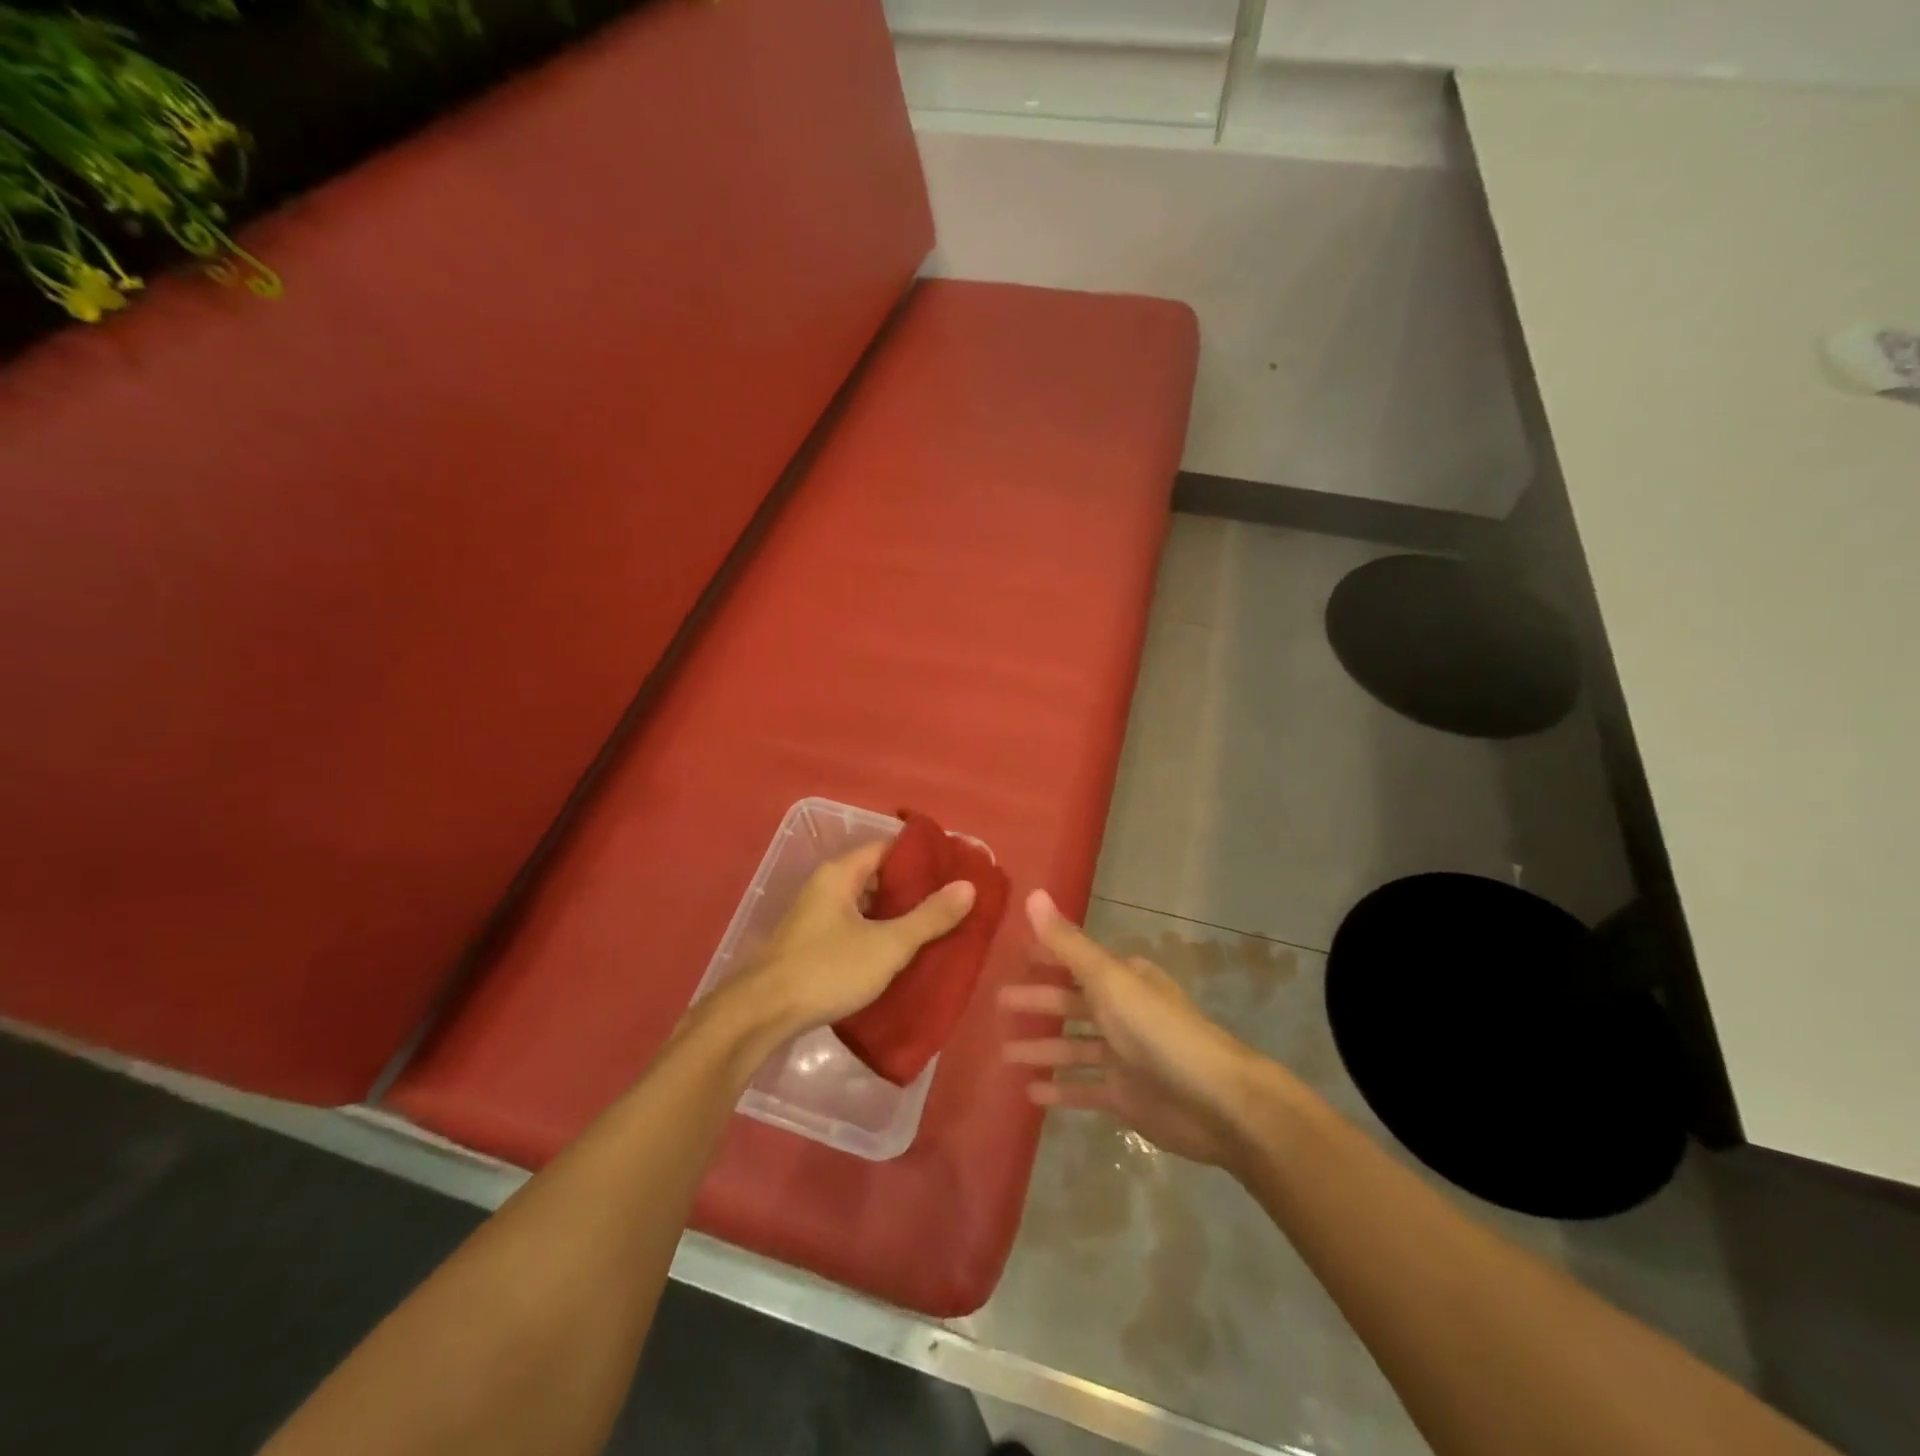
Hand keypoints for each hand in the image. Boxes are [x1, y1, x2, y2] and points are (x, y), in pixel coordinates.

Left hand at [733, 841, 975, 1035]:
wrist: (760, 1015)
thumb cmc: (826, 970)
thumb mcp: (887, 945)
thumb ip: (929, 917)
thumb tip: (968, 886)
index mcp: (840, 874)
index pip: (888, 849)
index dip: (922, 858)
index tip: (954, 871)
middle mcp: (825, 887)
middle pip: (876, 877)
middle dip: (913, 890)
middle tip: (950, 904)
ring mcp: (814, 917)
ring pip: (865, 906)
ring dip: (895, 916)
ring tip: (933, 929)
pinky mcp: (810, 945)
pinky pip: (852, 929)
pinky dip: (876, 935)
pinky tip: (899, 955)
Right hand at [1000, 890, 1277, 1168]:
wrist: (1215, 1100)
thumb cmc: (1157, 1030)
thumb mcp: (1108, 979)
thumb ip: (1067, 943)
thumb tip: (1033, 893)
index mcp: (1122, 980)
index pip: (1075, 962)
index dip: (1046, 958)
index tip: (1013, 959)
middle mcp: (1122, 1013)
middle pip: (1070, 1005)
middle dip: (1036, 1003)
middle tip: (996, 1004)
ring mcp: (1123, 1057)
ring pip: (1072, 1047)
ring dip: (1040, 1049)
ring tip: (1003, 1053)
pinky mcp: (1125, 1096)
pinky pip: (1084, 1088)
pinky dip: (1059, 1089)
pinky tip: (1029, 1093)